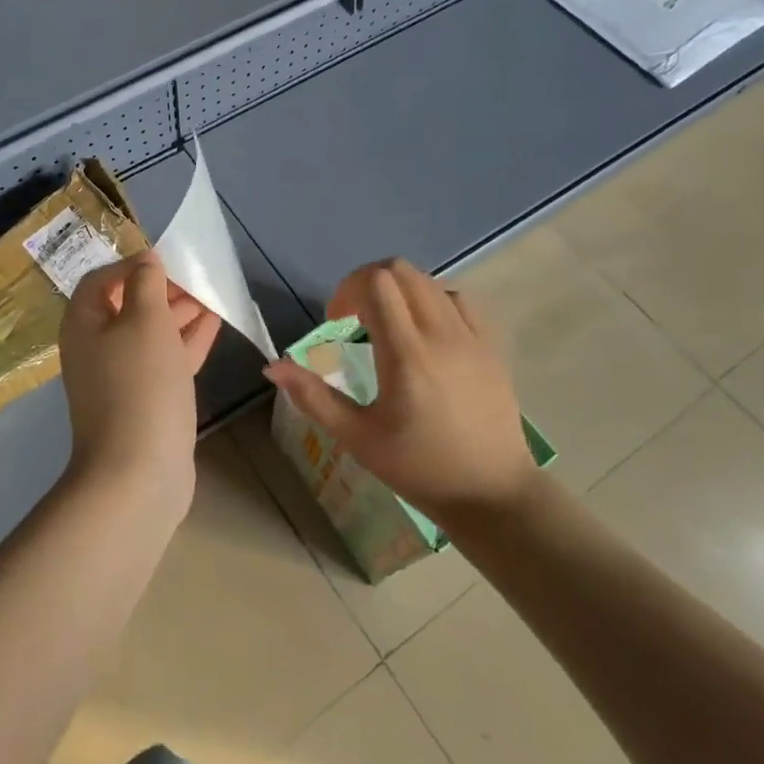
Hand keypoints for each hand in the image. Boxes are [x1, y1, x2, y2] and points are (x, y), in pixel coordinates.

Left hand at [58, 252, 220, 514]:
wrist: (138, 473)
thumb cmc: (139, 384)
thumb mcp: (144, 321)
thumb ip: (146, 283)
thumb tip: (145, 259)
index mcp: (84, 324)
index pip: (102, 280)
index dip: (132, 265)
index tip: (168, 260)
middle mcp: (97, 348)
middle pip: (128, 305)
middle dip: (162, 289)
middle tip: (197, 278)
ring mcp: (122, 377)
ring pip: (151, 333)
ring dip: (179, 313)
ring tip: (213, 295)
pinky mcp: (147, 400)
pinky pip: (166, 359)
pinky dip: (187, 340)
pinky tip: (214, 324)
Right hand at [262, 258, 540, 525]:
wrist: (491, 492)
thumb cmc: (419, 468)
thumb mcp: (358, 438)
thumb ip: (313, 397)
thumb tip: (273, 366)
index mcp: (406, 355)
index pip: (376, 284)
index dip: (347, 291)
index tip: (337, 322)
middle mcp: (441, 334)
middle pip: (400, 271)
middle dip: (368, 282)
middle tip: (355, 318)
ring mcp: (471, 336)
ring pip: (429, 280)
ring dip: (399, 290)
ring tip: (388, 325)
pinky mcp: (491, 345)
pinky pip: (458, 299)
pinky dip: (433, 300)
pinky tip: (425, 331)